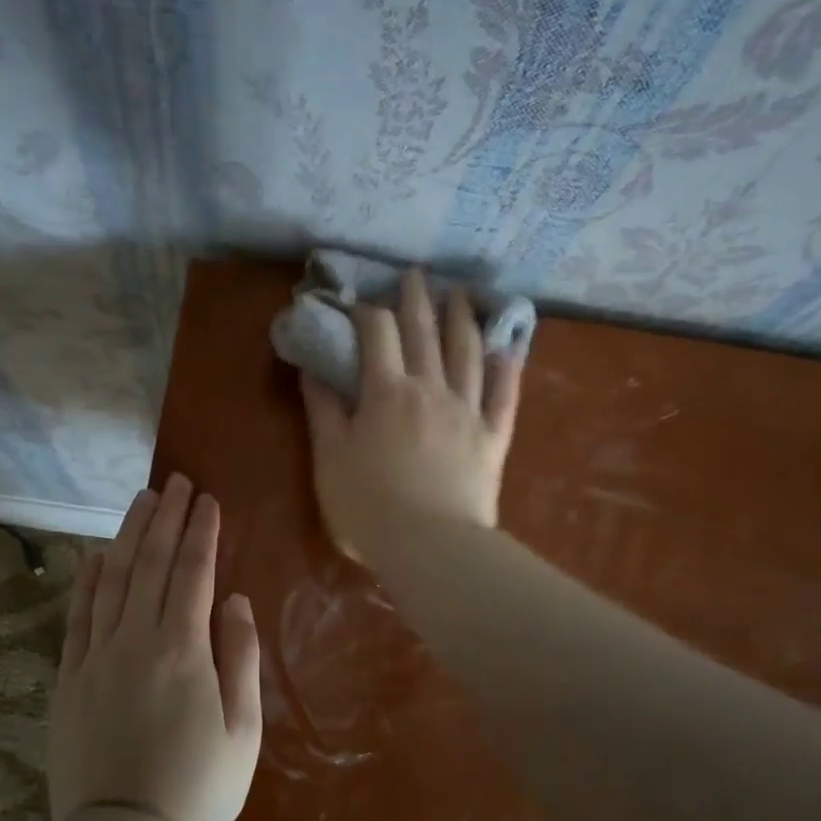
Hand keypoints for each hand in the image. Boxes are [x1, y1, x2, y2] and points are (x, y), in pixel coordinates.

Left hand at [48, 473, 262, 820]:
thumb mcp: (243, 729)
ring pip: (112, 580)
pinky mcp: (70, 678)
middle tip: (176, 481)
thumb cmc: (199, 787)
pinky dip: (87, 580)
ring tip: (142, 500)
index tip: (207, 499)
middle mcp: (136, 640)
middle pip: (151, 564)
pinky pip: (78, 616)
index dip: (201, 532)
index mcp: (183, 650)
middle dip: (166, 518)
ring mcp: (97, 657)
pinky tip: (95, 554)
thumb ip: (240, 657)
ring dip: (129, 535)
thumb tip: (236, 601)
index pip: (193, 573)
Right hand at [300, 268, 522, 566]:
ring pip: (468, 353)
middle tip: (416, 274)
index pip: (377, 334)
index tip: (359, 302)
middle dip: (417, 299)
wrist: (430, 546)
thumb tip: (312, 367)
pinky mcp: (493, 437)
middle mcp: (430, 388)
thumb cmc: (368, 506)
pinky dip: (507, 369)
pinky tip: (508, 349)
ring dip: (463, 319)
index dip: (367, 312)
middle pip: (425, 332)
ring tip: (461, 294)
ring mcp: (467, 410)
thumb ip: (322, 410)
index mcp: (386, 392)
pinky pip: (504, 395)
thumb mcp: (329, 458)